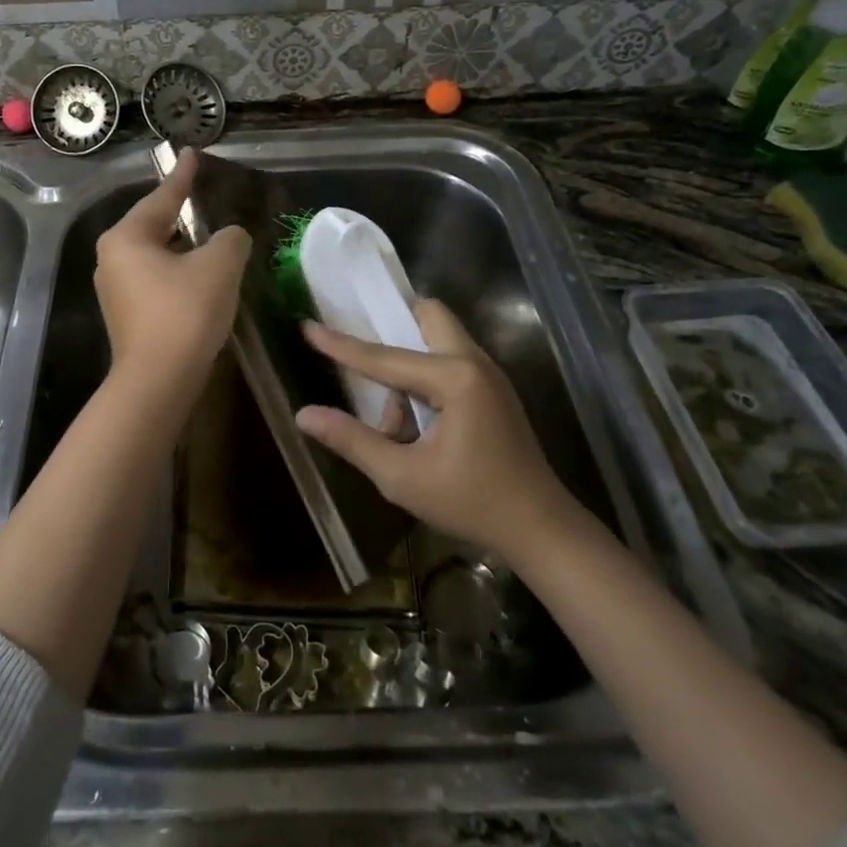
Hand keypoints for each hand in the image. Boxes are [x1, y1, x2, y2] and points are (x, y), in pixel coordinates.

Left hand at [95, 148, 249, 383]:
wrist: (158, 381)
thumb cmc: (184, 312)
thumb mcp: (218, 266)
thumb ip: (230, 239)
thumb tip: (231, 237)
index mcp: (127, 237)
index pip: (162, 197)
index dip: (183, 176)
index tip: (191, 154)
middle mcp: (112, 258)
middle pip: (154, 225)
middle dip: (182, 213)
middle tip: (205, 196)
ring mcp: (116, 290)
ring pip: (156, 255)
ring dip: (183, 247)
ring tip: (210, 237)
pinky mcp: (127, 316)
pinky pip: (156, 280)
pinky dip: (179, 273)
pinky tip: (201, 277)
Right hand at [297, 301, 586, 560]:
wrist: (541, 530)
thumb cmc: (472, 503)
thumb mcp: (402, 478)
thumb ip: (352, 440)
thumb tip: (304, 415)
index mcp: (455, 379)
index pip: (385, 357)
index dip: (341, 345)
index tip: (308, 326)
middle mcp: (475, 363)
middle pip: (428, 316)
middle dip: (393, 324)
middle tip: (362, 349)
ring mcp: (490, 375)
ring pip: (439, 339)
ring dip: (409, 363)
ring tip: (395, 422)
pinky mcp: (494, 391)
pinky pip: (451, 362)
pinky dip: (426, 377)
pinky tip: (416, 423)